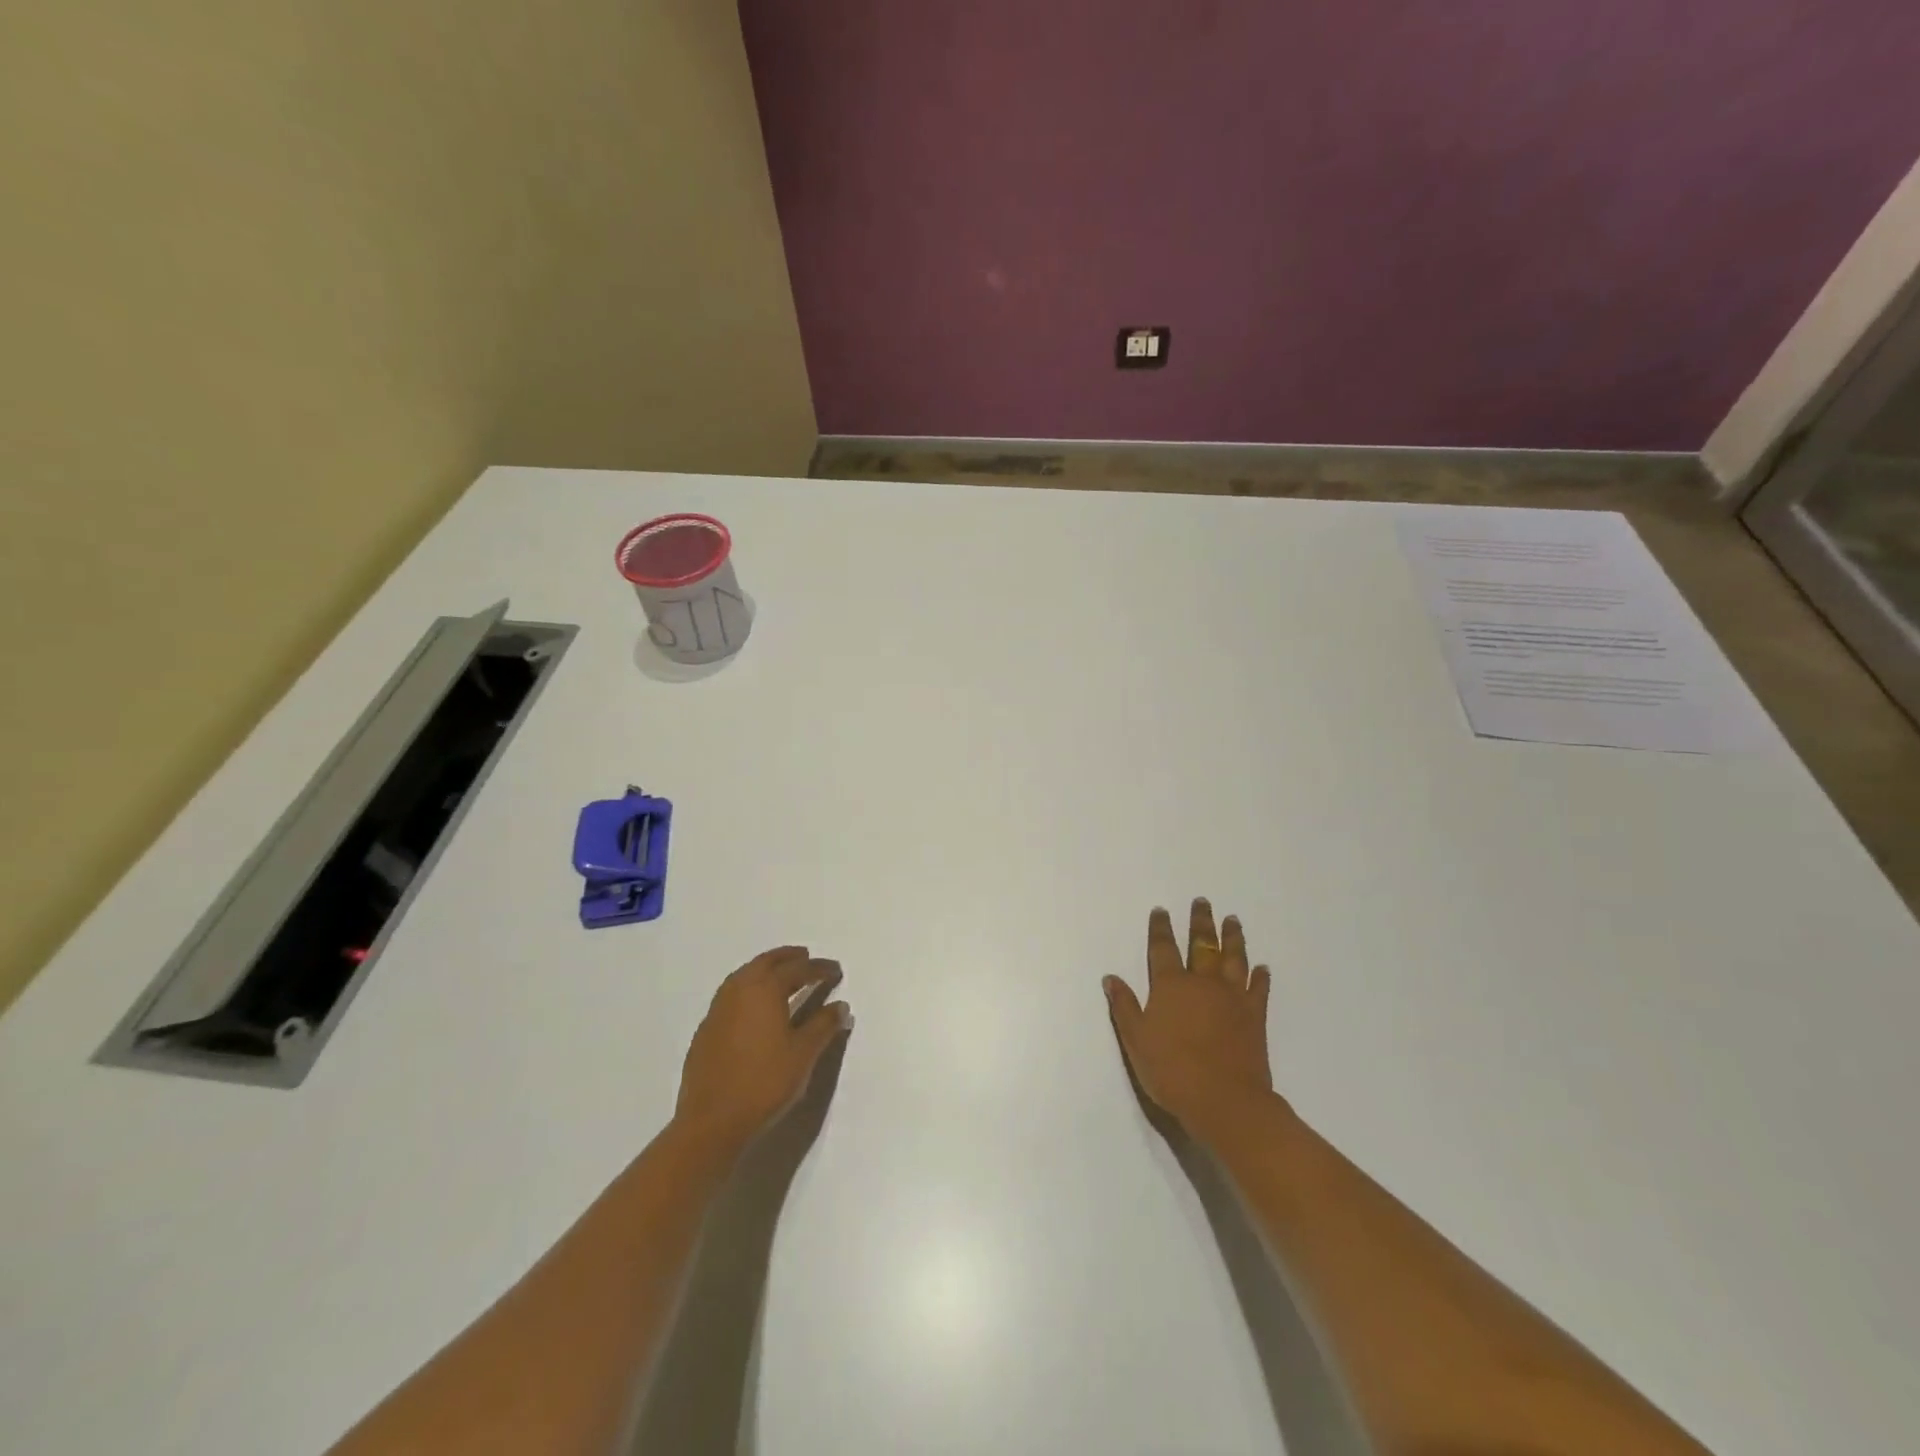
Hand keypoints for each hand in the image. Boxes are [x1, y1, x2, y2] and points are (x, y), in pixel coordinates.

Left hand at [675, 947, 852, 1153]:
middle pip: (765, 963)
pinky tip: (755, 1006)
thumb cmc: (764, 1083)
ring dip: (765, 969)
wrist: (712, 1122)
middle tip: (806, 957)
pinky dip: (749, 989)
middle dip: (788, 958)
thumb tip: (840, 1006)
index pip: (797, 969)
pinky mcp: (706, 1030)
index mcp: (764, 989)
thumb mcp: (803, 1054)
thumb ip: (823, 1026)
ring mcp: (718, 1009)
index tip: (836, 970)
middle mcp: (738, 990)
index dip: (819, 968)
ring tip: (782, 975)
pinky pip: (731, 994)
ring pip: (744, 976)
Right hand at [1104, 899, 1274, 1144]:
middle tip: (1203, 902)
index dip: (1161, 928)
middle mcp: (1202, 982)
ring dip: (1232, 937)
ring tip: (1232, 920)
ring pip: (1233, 958)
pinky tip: (1262, 967)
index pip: (1163, 948)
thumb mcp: (1135, 1040)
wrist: (1225, 1101)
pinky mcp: (1255, 1016)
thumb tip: (1111, 977)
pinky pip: (1259, 989)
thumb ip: (1124, 1006)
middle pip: (1202, 944)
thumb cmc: (1172, 1071)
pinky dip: (1260, 976)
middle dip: (1200, 922)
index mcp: (1171, 985)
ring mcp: (1232, 997)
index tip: (1162, 910)